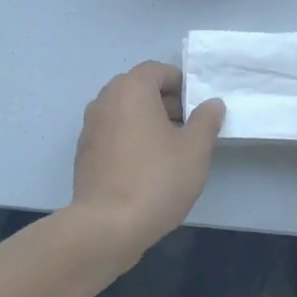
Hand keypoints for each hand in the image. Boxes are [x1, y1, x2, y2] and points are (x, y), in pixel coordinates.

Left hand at [71, 61, 223, 261]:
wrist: (107, 226)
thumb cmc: (156, 179)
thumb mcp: (194, 149)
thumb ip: (206, 120)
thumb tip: (212, 103)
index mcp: (130, 89)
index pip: (158, 70)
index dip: (182, 84)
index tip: (199, 108)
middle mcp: (105, 100)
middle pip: (139, 89)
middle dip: (166, 103)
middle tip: (190, 129)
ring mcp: (90, 127)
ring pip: (125, 113)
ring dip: (148, 123)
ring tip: (172, 151)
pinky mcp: (84, 153)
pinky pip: (113, 134)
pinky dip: (131, 140)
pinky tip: (147, 169)